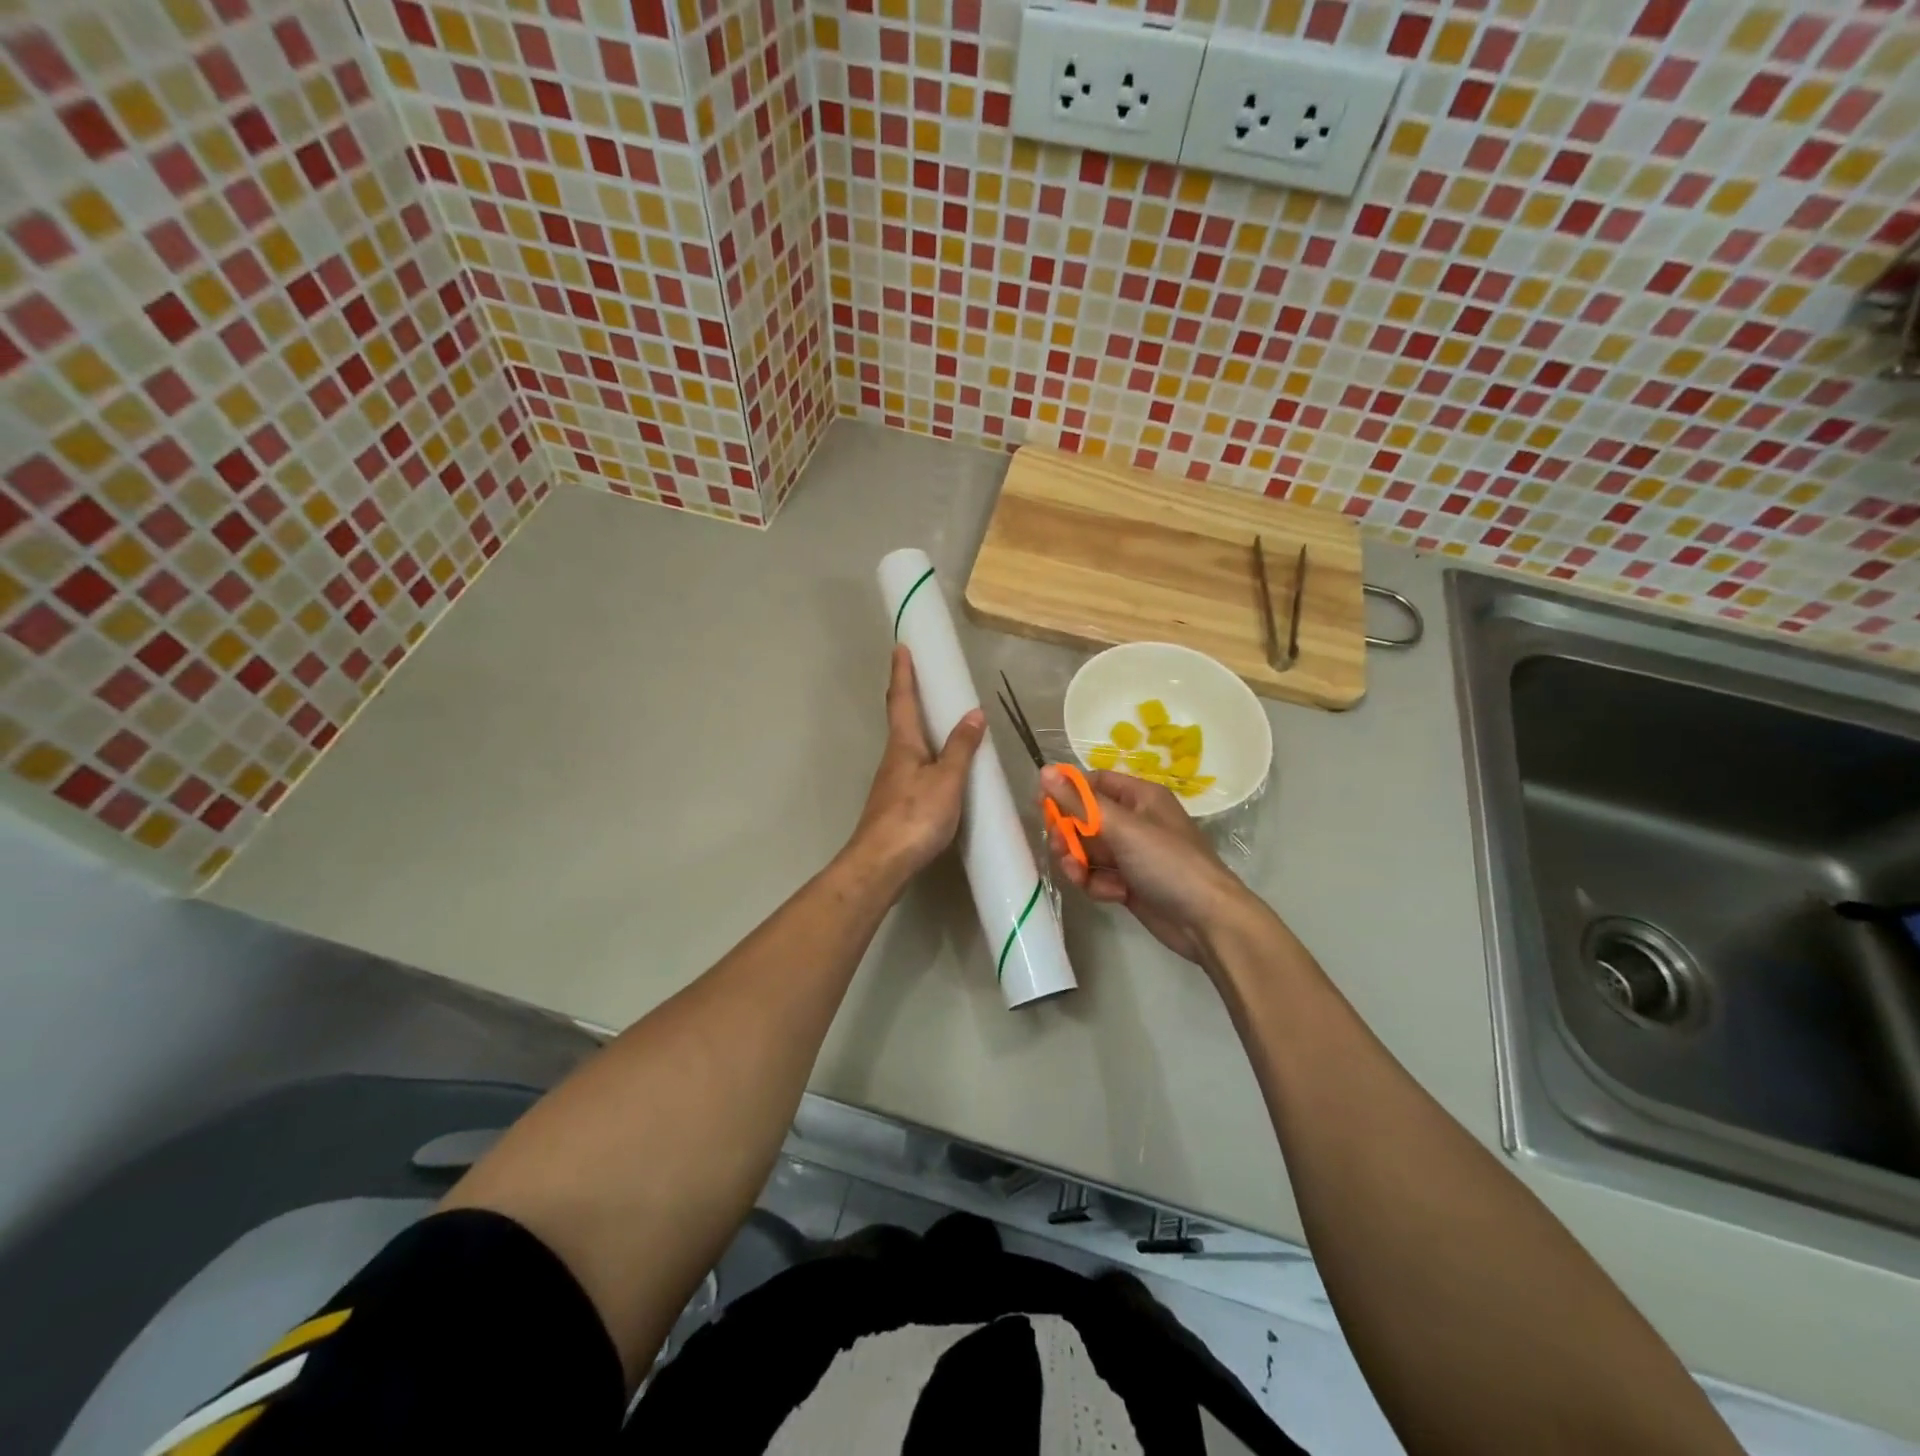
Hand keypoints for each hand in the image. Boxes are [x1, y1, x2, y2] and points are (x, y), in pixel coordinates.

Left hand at [847, 646, 985, 882]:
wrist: (881, 864)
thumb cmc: (915, 817)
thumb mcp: (947, 780)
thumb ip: (961, 748)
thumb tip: (974, 713)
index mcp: (904, 745)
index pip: (902, 699)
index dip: (903, 672)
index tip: (900, 647)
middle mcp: (893, 758)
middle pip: (900, 719)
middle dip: (907, 694)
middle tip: (919, 675)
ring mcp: (892, 782)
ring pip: (906, 745)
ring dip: (918, 726)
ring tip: (938, 717)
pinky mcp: (896, 804)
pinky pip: (913, 768)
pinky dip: (926, 755)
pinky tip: (938, 767)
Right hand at [1040, 767, 1252, 963]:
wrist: (1207, 921)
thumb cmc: (1168, 862)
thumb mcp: (1122, 828)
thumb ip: (1080, 802)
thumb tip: (1045, 770)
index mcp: (1140, 797)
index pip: (1094, 782)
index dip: (1067, 791)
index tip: (1041, 804)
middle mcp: (1135, 821)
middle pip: (1085, 818)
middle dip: (1068, 833)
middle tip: (1058, 846)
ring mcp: (1132, 855)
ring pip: (1088, 850)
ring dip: (1078, 862)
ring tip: (1079, 874)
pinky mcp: (1129, 884)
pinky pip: (1099, 876)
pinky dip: (1097, 884)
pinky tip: (1110, 894)